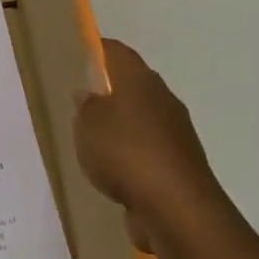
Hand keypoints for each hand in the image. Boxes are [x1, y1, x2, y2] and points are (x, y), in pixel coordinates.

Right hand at [75, 39, 221, 251]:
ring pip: (142, 118)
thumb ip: (86, 107)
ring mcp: (176, 133)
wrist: (176, 208)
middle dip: (110, 89)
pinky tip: (114, 168)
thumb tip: (88, 94)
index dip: (98, 49)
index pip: (118, 53)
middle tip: (81, 98)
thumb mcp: (89, 125)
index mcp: (140, 81)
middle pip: (133, 85)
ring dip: (122, 124)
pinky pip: (149, 149)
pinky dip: (132, 153)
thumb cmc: (126, 153)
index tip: (79, 52)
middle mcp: (163, 99)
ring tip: (93, 137)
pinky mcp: (179, 164)